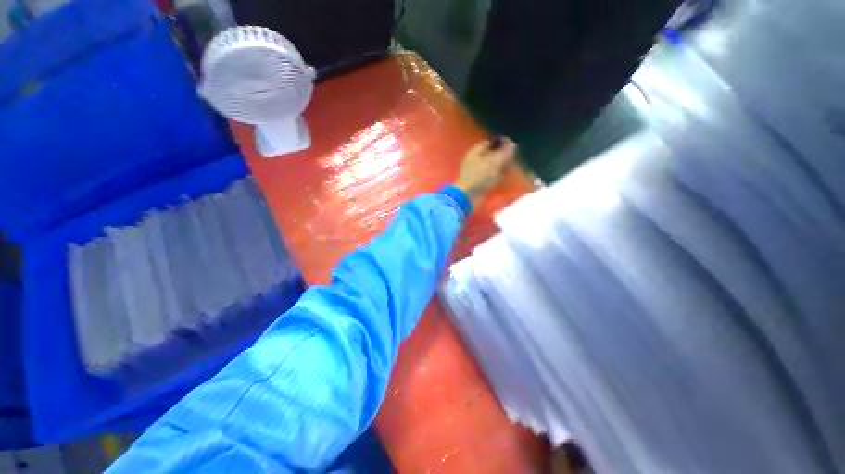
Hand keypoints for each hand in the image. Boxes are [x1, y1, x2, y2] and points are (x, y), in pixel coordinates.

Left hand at [454, 137, 516, 203]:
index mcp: (474, 151)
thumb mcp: (495, 162)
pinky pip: (488, 177)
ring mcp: (473, 173)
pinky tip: (502, 179)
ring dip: (499, 167)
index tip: (510, 146)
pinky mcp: (476, 183)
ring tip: (510, 168)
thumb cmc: (480, 177)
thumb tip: (512, 144)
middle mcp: (473, 160)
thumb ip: (505, 152)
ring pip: (489, 166)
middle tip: (512, 158)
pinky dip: (495, 177)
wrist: (467, 197)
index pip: (488, 142)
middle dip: (500, 156)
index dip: (500, 143)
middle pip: (489, 155)